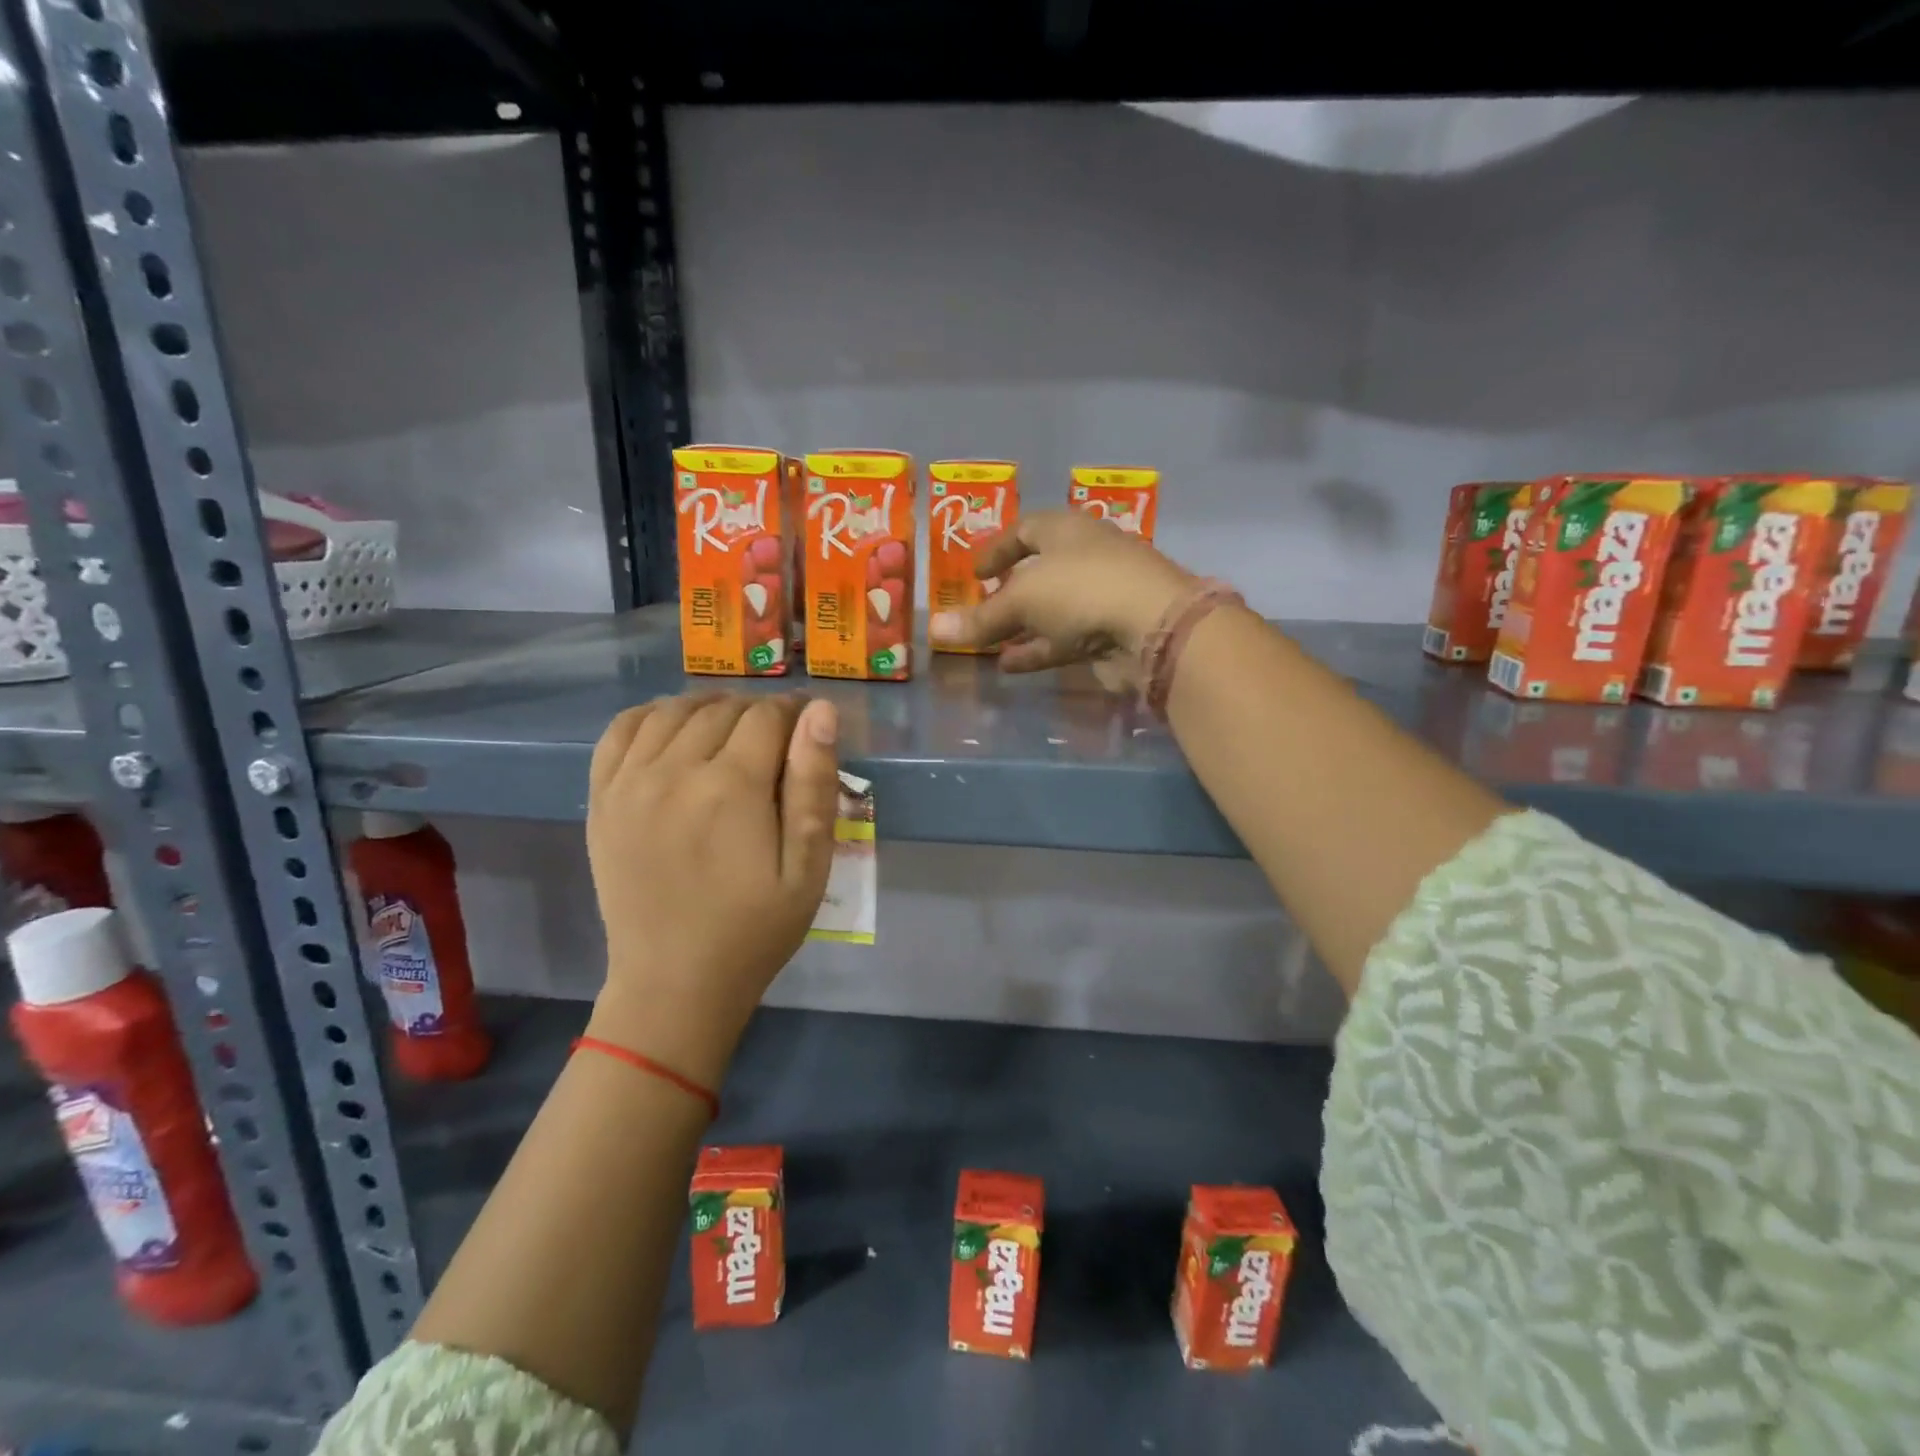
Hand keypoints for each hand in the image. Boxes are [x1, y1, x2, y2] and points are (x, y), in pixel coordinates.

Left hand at [584, 693, 839, 1088]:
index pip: (767, 716)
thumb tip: (820, 712)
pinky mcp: (602, 799)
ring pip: (672, 710)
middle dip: (757, 713)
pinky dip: (650, 716)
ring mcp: (629, 783)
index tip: (808, 728)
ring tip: (730, 733)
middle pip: (722, 709)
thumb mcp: (808, 867)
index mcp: (731, 788)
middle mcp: (674, 771)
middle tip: (776, 740)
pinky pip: (620, 730)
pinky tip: (672, 731)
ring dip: (708, 709)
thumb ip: (814, 785)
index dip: (795, 713)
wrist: (673, 983)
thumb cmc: (754, 930)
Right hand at [928, 511, 1194, 688]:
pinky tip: (1009, 666)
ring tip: (986, 645)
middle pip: (1039, 572)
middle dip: (1008, 592)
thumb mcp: (1022, 600)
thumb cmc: (1082, 590)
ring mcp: (1101, 597)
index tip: (973, 572)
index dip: (997, 549)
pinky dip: (1037, 650)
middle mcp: (1086, 558)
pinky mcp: (1110, 634)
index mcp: (1067, 531)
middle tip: (979, 608)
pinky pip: (1064, 640)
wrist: (1154, 628)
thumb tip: (934, 630)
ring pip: (1051, 611)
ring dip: (1020, 627)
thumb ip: (980, 618)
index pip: (1025, 530)